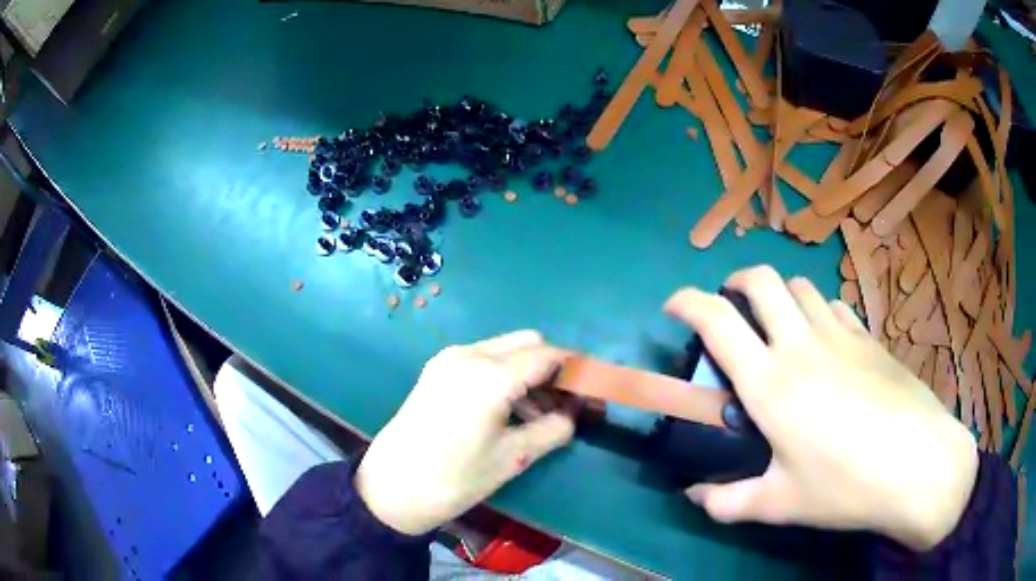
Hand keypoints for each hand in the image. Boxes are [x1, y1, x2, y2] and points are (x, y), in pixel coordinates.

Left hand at [355, 331, 575, 534]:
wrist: (391, 488)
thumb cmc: (455, 478)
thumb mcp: (512, 458)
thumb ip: (553, 429)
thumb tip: (574, 415)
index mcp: (491, 375)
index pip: (548, 355)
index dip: (575, 370)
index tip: (591, 391)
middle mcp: (469, 354)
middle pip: (527, 342)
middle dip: (551, 367)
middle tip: (562, 404)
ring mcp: (448, 359)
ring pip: (504, 348)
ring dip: (527, 371)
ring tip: (537, 414)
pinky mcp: (436, 370)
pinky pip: (481, 358)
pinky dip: (503, 373)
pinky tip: (505, 408)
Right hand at [665, 266, 977, 550]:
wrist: (918, 465)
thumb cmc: (846, 486)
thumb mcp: (780, 504)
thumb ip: (727, 501)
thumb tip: (693, 496)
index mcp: (772, 385)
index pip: (718, 321)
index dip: (687, 303)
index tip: (673, 307)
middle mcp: (803, 346)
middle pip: (762, 280)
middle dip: (736, 281)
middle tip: (729, 305)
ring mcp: (841, 335)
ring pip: (800, 286)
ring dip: (779, 294)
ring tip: (776, 323)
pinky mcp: (868, 337)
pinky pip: (834, 305)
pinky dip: (817, 309)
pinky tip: (822, 338)